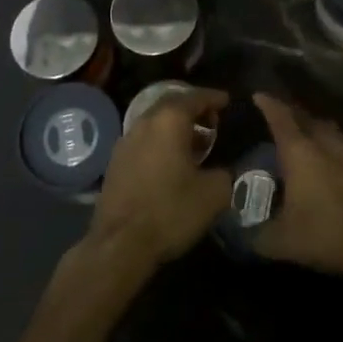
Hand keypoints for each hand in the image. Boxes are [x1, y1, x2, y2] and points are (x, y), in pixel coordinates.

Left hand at [85, 88, 230, 272]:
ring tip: (195, 144)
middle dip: (193, 109)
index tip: (227, 100)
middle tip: (212, 121)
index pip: (195, 97)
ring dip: (176, 128)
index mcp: (169, 121)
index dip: (213, 97)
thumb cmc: (170, 211)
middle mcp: (144, 122)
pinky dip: (161, 142)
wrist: (120, 244)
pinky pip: (144, 140)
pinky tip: (171, 163)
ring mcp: (126, 141)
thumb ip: (224, 174)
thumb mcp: (213, 194)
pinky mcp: (115, 162)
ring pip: (155, 123)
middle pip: (171, 105)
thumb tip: (222, 172)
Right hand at [252, 92, 342, 278]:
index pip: (280, 118)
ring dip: (315, 128)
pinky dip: (333, 148)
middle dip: (291, 113)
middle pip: (307, 118)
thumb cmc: (325, 234)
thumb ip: (257, 235)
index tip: (258, 95)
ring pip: (329, 130)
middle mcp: (326, 144)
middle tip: (279, 116)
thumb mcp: (281, 241)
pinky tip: (331, 163)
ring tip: (305, 136)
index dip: (268, 104)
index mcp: (300, 152)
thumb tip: (243, 236)